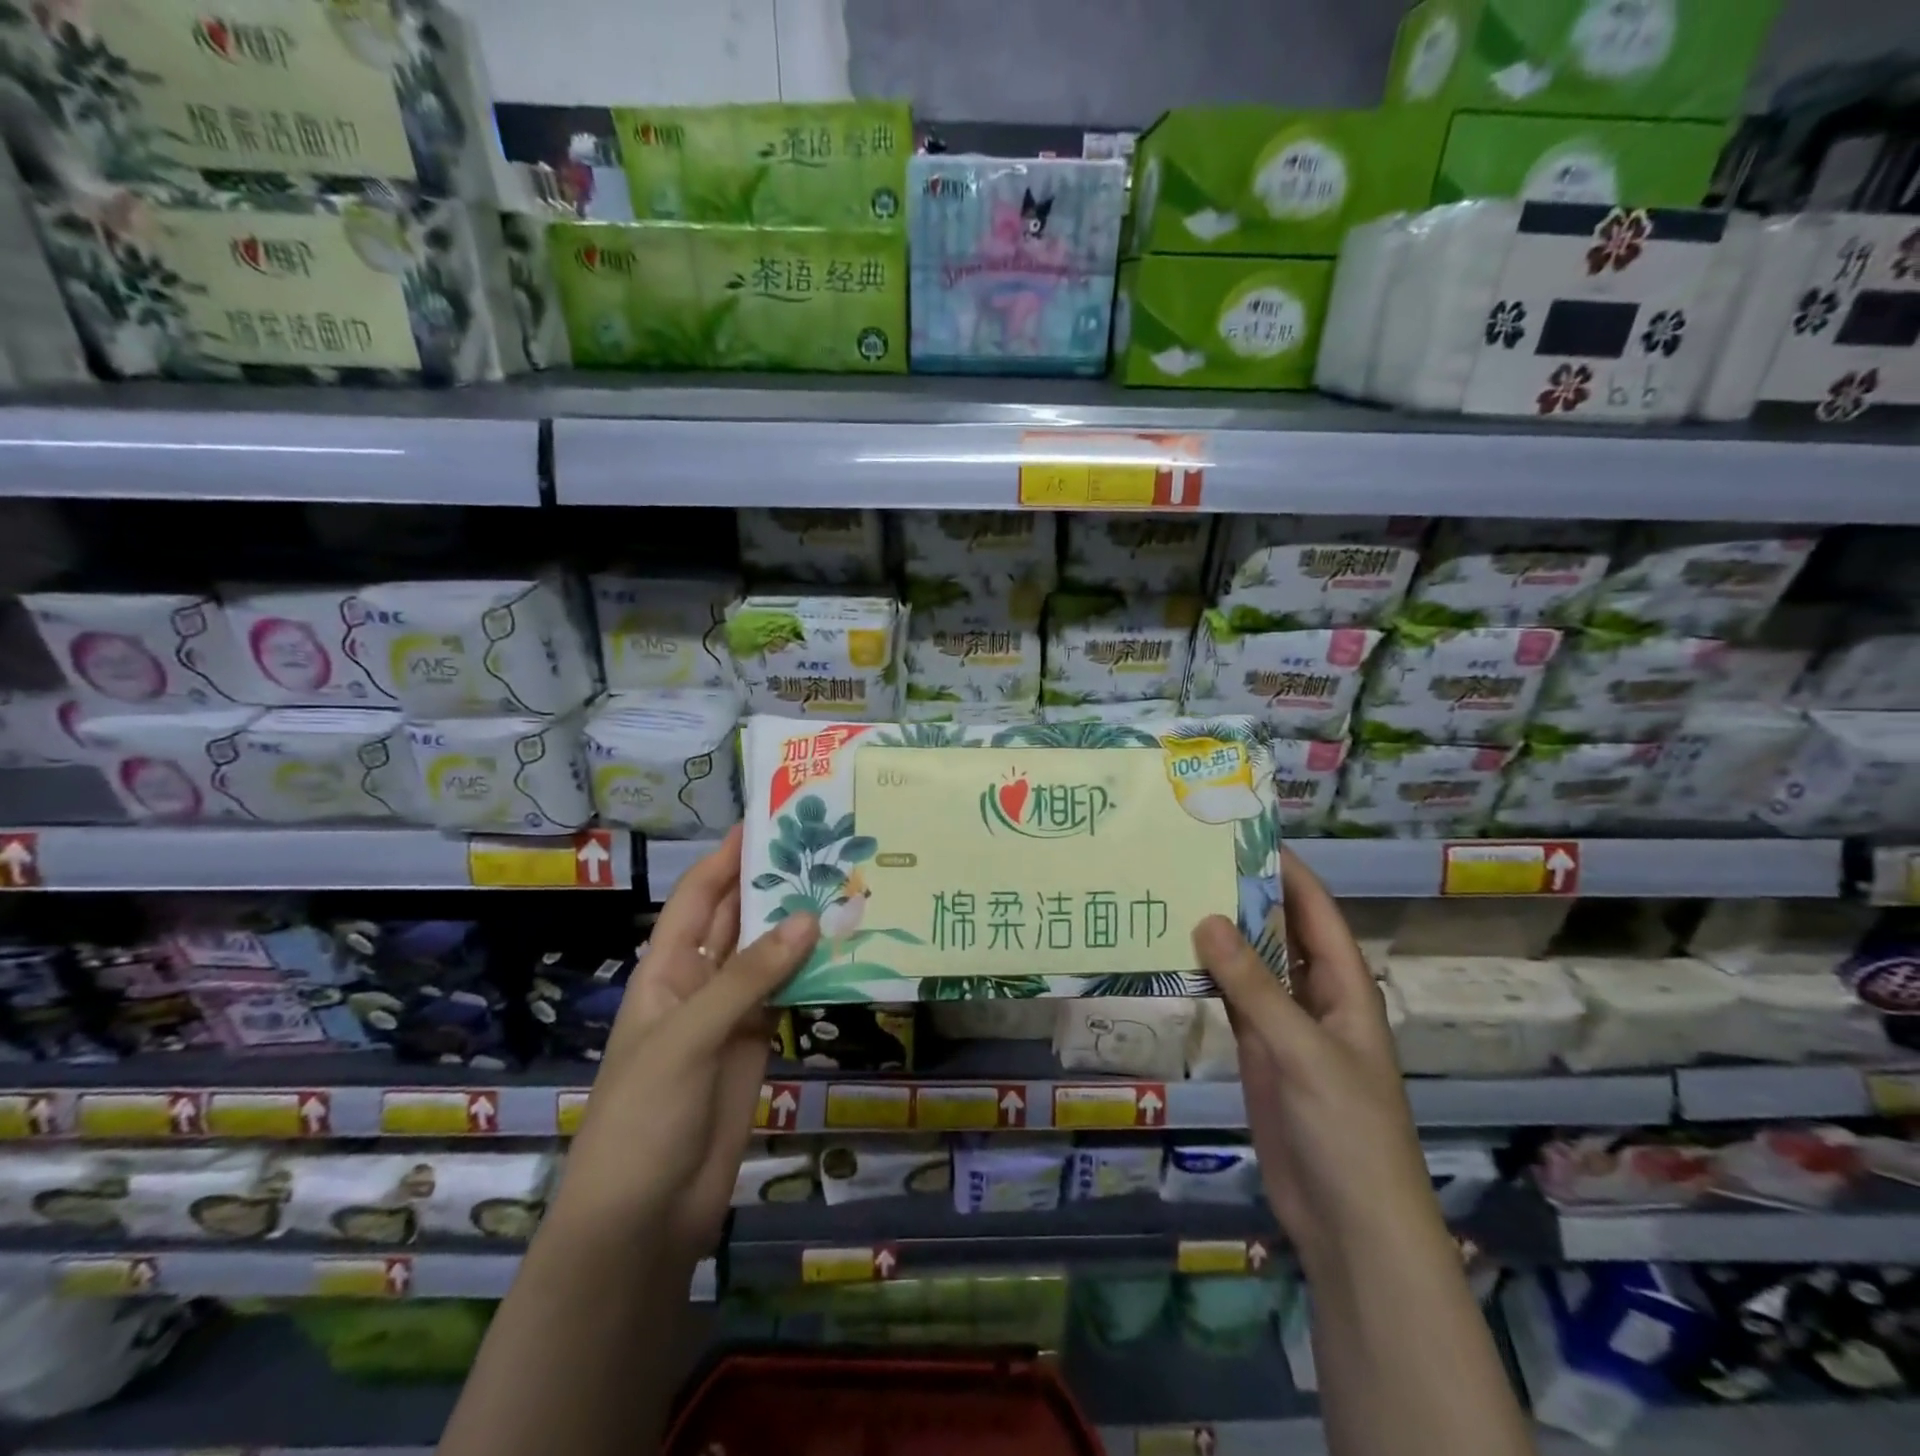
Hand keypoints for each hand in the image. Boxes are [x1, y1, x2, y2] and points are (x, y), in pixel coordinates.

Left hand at [550, 826, 818, 1268]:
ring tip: (848, 886)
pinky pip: (789, 994)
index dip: (729, 856)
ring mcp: (732, 1014)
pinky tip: (847, 948)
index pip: (699, 896)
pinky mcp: (760, 1044)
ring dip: (800, 924)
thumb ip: (747, 978)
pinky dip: (814, 970)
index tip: (771, 819)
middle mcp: (699, 981)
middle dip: (773, 882)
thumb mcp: (687, 1038)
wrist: (643, 1219)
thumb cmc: (644, 1117)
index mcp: (666, 969)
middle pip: (737, 918)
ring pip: (769, 954)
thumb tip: (808, 919)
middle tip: (826, 846)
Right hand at [1192, 850, 1442, 1274]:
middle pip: (1278, 930)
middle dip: (1242, 895)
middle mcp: (1313, 994)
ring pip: (1249, 964)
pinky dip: (1205, 976)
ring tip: (1171, 893)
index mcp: (1343, 985)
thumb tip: (1207, 917)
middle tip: (1187, 857)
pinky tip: (1172, 954)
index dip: (1284, 870)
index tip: (1238, 833)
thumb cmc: (1347, 1130)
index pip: (1314, 910)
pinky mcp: (1257, 1051)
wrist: (1349, 1224)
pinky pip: (1230, 1000)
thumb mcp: (1303, 1051)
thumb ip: (1255, 985)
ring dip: (1218, 934)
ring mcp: (1283, 1024)